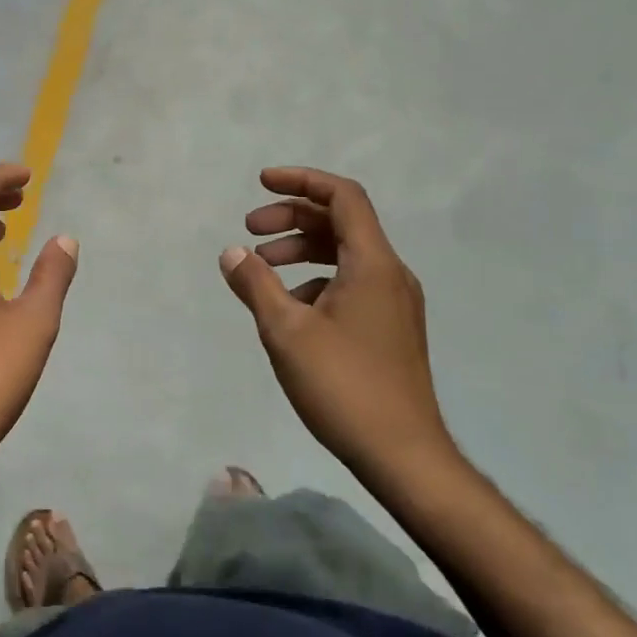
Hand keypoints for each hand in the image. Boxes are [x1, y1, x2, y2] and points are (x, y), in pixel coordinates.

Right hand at [220, 167, 460, 487]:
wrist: (404, 456)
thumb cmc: (343, 385)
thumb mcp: (285, 331)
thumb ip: (256, 284)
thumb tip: (232, 252)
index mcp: (373, 263)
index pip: (342, 196)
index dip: (301, 180)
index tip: (262, 183)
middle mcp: (391, 274)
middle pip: (341, 223)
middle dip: (292, 218)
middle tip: (250, 229)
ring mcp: (395, 303)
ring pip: (345, 255)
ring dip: (302, 250)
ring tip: (262, 268)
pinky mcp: (391, 329)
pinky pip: (351, 283)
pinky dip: (316, 280)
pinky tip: (289, 309)